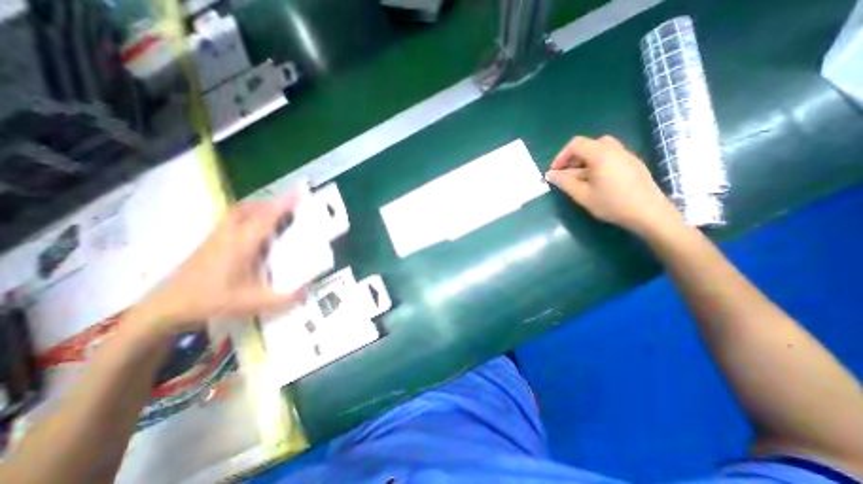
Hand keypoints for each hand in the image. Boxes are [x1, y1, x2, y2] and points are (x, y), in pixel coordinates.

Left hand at [132, 194, 307, 330]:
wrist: (168, 306)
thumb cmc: (213, 301)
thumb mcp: (254, 303)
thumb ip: (283, 298)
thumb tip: (308, 292)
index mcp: (242, 245)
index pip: (266, 218)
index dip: (283, 204)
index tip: (298, 193)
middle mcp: (229, 235)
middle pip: (251, 208)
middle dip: (272, 202)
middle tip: (291, 204)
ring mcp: (217, 235)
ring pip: (239, 211)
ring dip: (259, 206)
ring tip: (275, 211)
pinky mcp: (210, 240)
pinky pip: (232, 217)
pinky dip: (247, 213)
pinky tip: (254, 226)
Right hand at [544, 134, 681, 234]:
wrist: (648, 213)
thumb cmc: (612, 203)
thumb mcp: (582, 195)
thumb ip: (564, 182)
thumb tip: (550, 175)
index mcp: (601, 154)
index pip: (576, 144)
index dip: (561, 156)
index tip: (555, 172)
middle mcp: (614, 149)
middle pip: (588, 145)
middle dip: (573, 158)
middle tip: (567, 175)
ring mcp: (626, 155)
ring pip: (600, 150)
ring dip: (585, 161)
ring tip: (580, 179)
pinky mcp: (633, 164)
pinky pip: (610, 156)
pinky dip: (597, 163)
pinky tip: (597, 181)